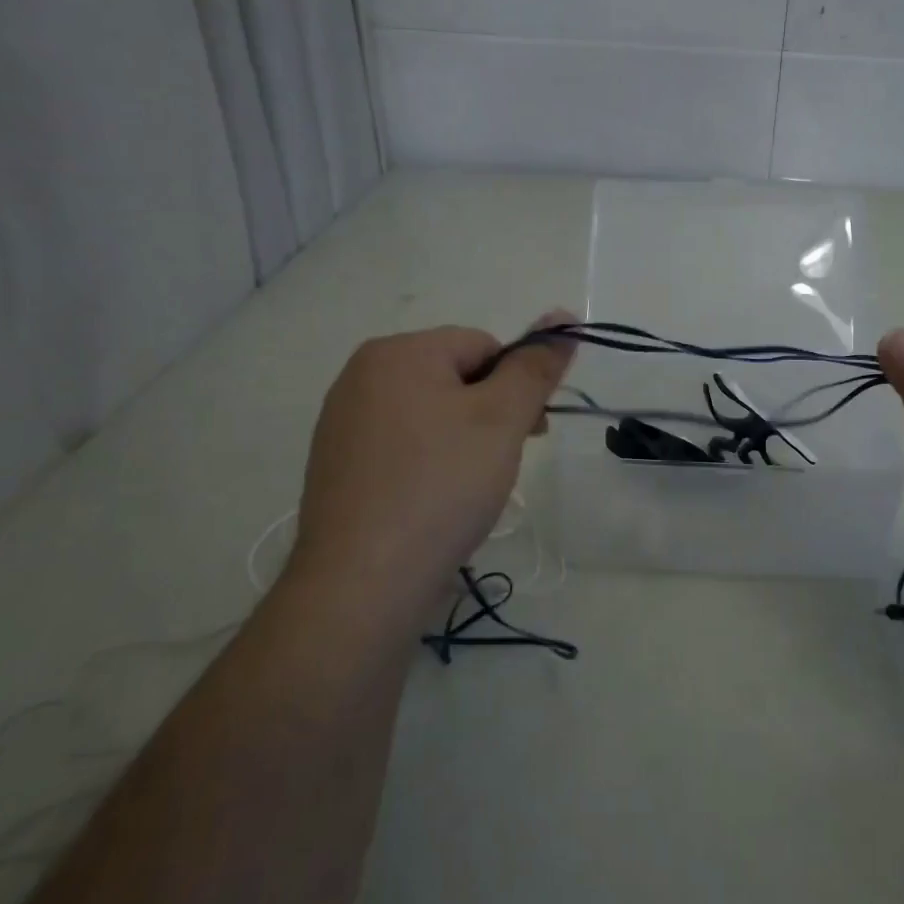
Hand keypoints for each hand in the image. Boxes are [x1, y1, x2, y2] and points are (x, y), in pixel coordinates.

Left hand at [284, 313, 575, 621]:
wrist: (363, 585)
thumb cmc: (441, 486)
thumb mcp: (502, 419)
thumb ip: (536, 367)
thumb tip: (564, 319)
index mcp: (396, 352)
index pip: (482, 345)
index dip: (515, 385)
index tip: (530, 431)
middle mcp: (361, 378)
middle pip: (454, 378)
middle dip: (491, 414)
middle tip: (503, 463)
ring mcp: (343, 425)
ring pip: (431, 416)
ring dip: (464, 442)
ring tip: (470, 491)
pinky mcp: (339, 469)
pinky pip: (403, 449)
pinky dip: (430, 467)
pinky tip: (437, 505)